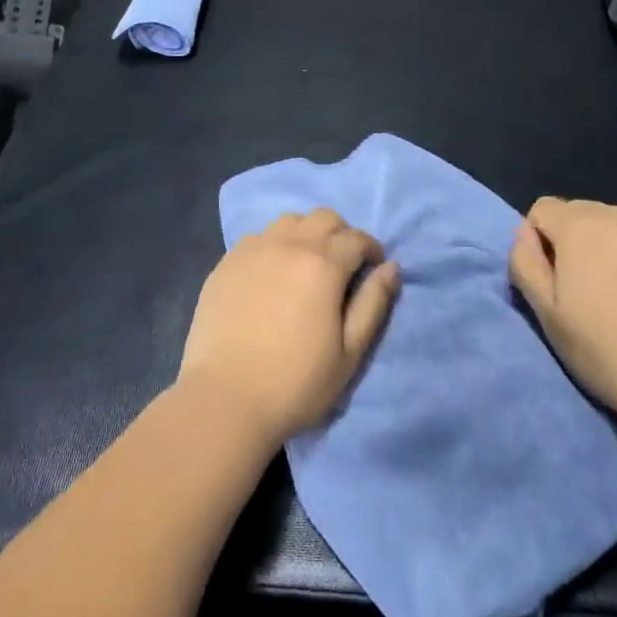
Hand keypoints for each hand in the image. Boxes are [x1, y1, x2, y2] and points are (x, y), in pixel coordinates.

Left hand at [180, 209, 400, 444]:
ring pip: (289, 221)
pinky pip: (258, 237)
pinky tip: (272, 274)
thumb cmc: (295, 383)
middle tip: (344, 264)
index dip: (371, 249)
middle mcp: (288, 245)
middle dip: (342, 234)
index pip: (356, 238)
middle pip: (323, 217)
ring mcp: (253, 250)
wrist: (224, 399)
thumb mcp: (349, 353)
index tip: (374, 268)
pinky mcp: (226, 262)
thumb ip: (373, 304)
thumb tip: (391, 267)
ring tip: (307, 265)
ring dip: (307, 234)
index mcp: (322, 265)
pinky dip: (274, 245)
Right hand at [510, 198, 616, 428]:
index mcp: (578, 225)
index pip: (543, 210)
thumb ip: (525, 261)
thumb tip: (525, 232)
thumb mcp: (546, 313)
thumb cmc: (605, 350)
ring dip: (616, 243)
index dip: (542, 241)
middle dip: (580, 241)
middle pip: (583, 214)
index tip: (557, 279)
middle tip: (594, 290)